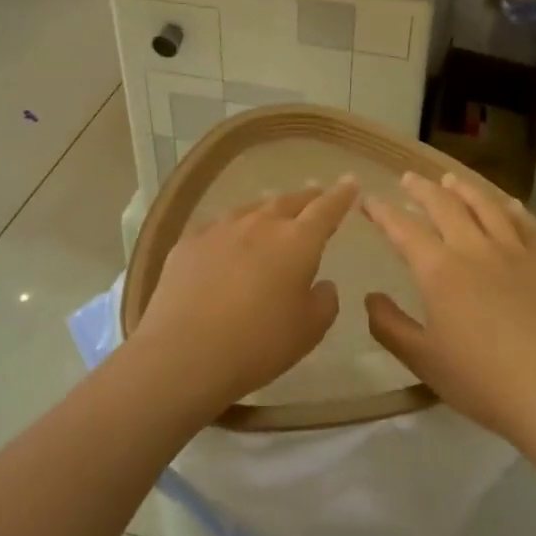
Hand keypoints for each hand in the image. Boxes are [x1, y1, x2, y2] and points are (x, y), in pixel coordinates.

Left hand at [131, 179, 358, 417]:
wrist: (185, 353)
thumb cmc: (259, 344)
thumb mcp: (309, 330)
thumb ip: (324, 301)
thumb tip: (321, 284)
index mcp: (297, 242)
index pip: (326, 209)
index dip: (341, 195)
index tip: (350, 182)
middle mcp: (260, 224)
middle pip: (288, 202)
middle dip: (306, 197)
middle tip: (315, 194)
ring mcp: (220, 230)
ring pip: (251, 209)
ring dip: (267, 209)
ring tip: (272, 210)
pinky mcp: (188, 243)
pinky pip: (218, 227)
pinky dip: (232, 229)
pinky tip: (227, 239)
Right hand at [363, 172, 535, 441]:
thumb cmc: (480, 379)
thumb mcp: (422, 359)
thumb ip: (390, 326)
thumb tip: (371, 297)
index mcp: (439, 270)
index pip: (404, 229)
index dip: (383, 212)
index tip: (369, 200)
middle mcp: (475, 248)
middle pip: (445, 206)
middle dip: (422, 189)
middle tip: (409, 179)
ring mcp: (517, 250)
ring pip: (487, 205)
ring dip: (465, 189)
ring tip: (451, 180)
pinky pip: (529, 223)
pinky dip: (513, 208)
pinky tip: (508, 204)